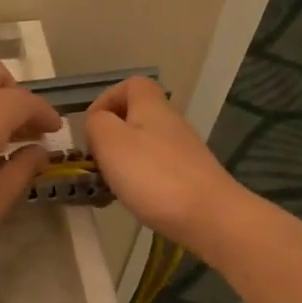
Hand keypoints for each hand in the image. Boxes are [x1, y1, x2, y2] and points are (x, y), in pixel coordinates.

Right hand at [83, 76, 250, 255]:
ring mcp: (183, 151)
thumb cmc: (153, 175)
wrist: (210, 217)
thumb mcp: (110, 142)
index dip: (106, 100)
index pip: (131, 85)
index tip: (91, 127)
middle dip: (111, 137)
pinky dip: (140, 182)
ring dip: (123, 163)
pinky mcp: (190, 178)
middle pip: (136, 117)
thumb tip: (97, 123)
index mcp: (151, 106)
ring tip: (110, 187)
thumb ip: (96, 124)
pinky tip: (134, 201)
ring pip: (144, 146)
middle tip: (96, 162)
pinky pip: (156, 171)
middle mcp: (170, 123)